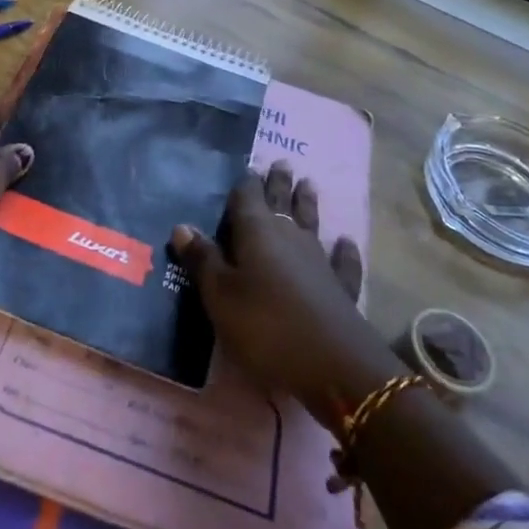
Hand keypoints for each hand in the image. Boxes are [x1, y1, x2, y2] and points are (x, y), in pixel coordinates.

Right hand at [170, 162, 397, 413]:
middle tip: (282, 163)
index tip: (248, 166)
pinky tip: (345, 241)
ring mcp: (319, 260)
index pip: (248, 197)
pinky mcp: (340, 287)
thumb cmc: (265, 327)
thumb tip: (183, 226)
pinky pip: (340, 260)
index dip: (246, 183)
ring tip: (308, 184)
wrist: (333, 365)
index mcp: (256, 233)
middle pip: (282, 203)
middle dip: (279, 184)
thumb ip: (203, 260)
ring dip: (307, 204)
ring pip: (311, 223)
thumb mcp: (220, 296)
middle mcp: (289, 237)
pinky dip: (343, 249)